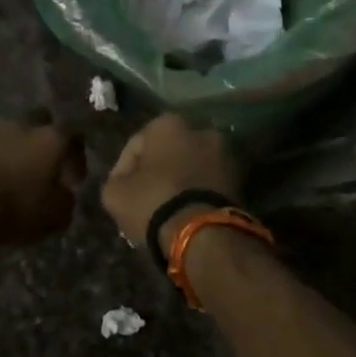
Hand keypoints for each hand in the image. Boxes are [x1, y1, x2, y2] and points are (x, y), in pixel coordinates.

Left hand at [0, 115, 86, 246]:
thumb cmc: (22, 206)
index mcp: (53, 138)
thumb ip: (67, 199)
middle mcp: (26, 128)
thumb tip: (64, 193)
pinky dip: (5, 162)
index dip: (78, 158)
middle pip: (43, 122)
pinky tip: (6, 181)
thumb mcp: (58, 213)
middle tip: (50, 163)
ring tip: (26, 174)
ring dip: (23, 150)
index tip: (75, 179)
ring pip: (18, 136)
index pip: (75, 137)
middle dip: (48, 139)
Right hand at [101, 114, 242, 254]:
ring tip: (166, 209)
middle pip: (167, 153)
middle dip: (156, 172)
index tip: (120, 193)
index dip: (123, 170)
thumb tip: (124, 181)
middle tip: (144, 199)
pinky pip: (208, 182)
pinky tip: (186, 212)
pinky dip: (197, 192)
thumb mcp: (115, 193)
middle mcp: (200, 129)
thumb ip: (116, 179)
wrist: (205, 234)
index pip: (136, 145)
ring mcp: (225, 153)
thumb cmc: (154, 203)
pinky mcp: (240, 178)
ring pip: (190, 167)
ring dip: (179, 182)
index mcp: (168, 123)